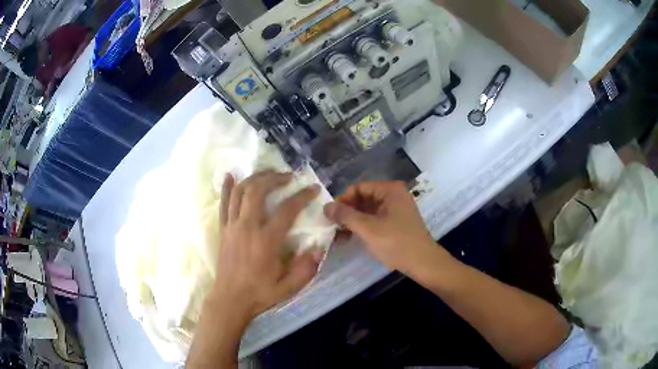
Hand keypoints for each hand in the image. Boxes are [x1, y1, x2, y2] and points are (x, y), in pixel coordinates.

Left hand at [212, 171, 324, 318]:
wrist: (230, 300)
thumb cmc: (260, 293)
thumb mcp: (289, 287)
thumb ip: (306, 268)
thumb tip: (318, 246)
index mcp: (266, 241)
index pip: (287, 210)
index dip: (302, 196)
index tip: (312, 188)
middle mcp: (246, 227)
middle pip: (257, 191)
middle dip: (274, 178)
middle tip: (288, 176)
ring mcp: (231, 226)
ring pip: (239, 192)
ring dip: (254, 178)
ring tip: (267, 173)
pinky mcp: (223, 229)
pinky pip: (223, 203)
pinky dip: (227, 187)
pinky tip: (230, 175)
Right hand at [324, 181, 446, 276]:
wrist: (423, 263)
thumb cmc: (396, 242)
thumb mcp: (368, 228)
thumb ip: (345, 216)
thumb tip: (325, 206)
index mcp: (389, 190)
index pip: (358, 188)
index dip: (342, 200)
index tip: (329, 216)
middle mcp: (393, 195)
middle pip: (362, 198)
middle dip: (346, 212)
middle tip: (331, 227)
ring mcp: (395, 209)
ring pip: (367, 210)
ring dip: (352, 221)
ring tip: (337, 235)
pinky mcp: (395, 222)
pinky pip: (374, 219)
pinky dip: (362, 227)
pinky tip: (349, 238)